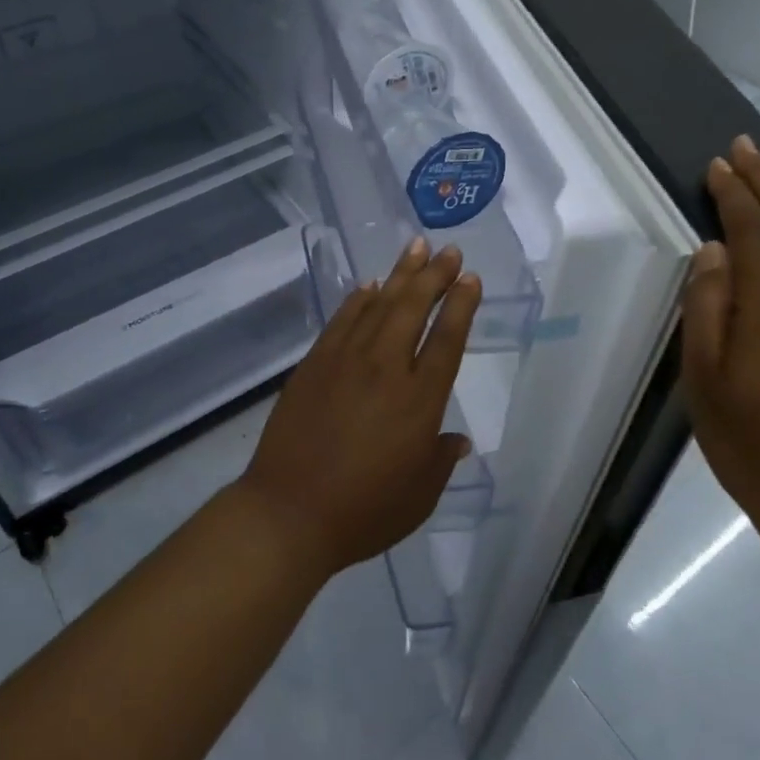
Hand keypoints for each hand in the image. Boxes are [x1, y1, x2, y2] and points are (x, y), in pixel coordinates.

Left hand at [238, 238, 479, 577]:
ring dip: (400, 274)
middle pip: (413, 309)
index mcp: (419, 400)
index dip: (461, 306)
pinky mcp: (315, 363)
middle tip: (450, 250)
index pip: (447, 340)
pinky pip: (342, 320)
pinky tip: (370, 286)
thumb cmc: (364, 511)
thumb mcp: (420, 496)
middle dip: (434, 275)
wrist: (289, 512)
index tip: (470, 278)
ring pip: (379, 304)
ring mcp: (346, 360)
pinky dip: (359, 299)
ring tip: (416, 248)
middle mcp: (386, 368)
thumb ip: (441, 459)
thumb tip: (457, 439)